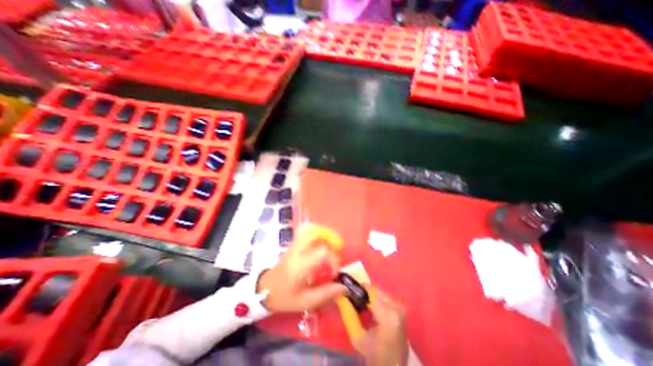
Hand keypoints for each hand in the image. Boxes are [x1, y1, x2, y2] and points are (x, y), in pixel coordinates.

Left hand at [255, 225, 346, 312]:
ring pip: (311, 230)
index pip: (323, 251)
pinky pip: (307, 232)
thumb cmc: (285, 297)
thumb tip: (344, 287)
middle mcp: (299, 250)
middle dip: (331, 240)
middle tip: (336, 253)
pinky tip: (321, 244)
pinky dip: (317, 234)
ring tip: (330, 247)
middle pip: (317, 234)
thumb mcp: (306, 302)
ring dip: (324, 235)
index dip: (334, 258)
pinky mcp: (294, 243)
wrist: (265, 289)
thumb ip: (326, 294)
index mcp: (301, 265)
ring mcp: (295, 245)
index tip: (335, 272)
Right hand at [353, 287, 405, 365]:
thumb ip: (348, 314)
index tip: (347, 288)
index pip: (370, 291)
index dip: (358, 287)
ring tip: (359, 301)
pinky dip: (376, 299)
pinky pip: (385, 298)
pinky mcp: (402, 311)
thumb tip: (340, 295)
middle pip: (376, 290)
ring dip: (369, 295)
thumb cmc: (374, 357)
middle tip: (352, 295)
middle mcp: (397, 308)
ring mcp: (401, 309)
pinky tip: (369, 307)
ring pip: (380, 293)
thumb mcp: (357, 337)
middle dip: (363, 291)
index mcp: (388, 316)